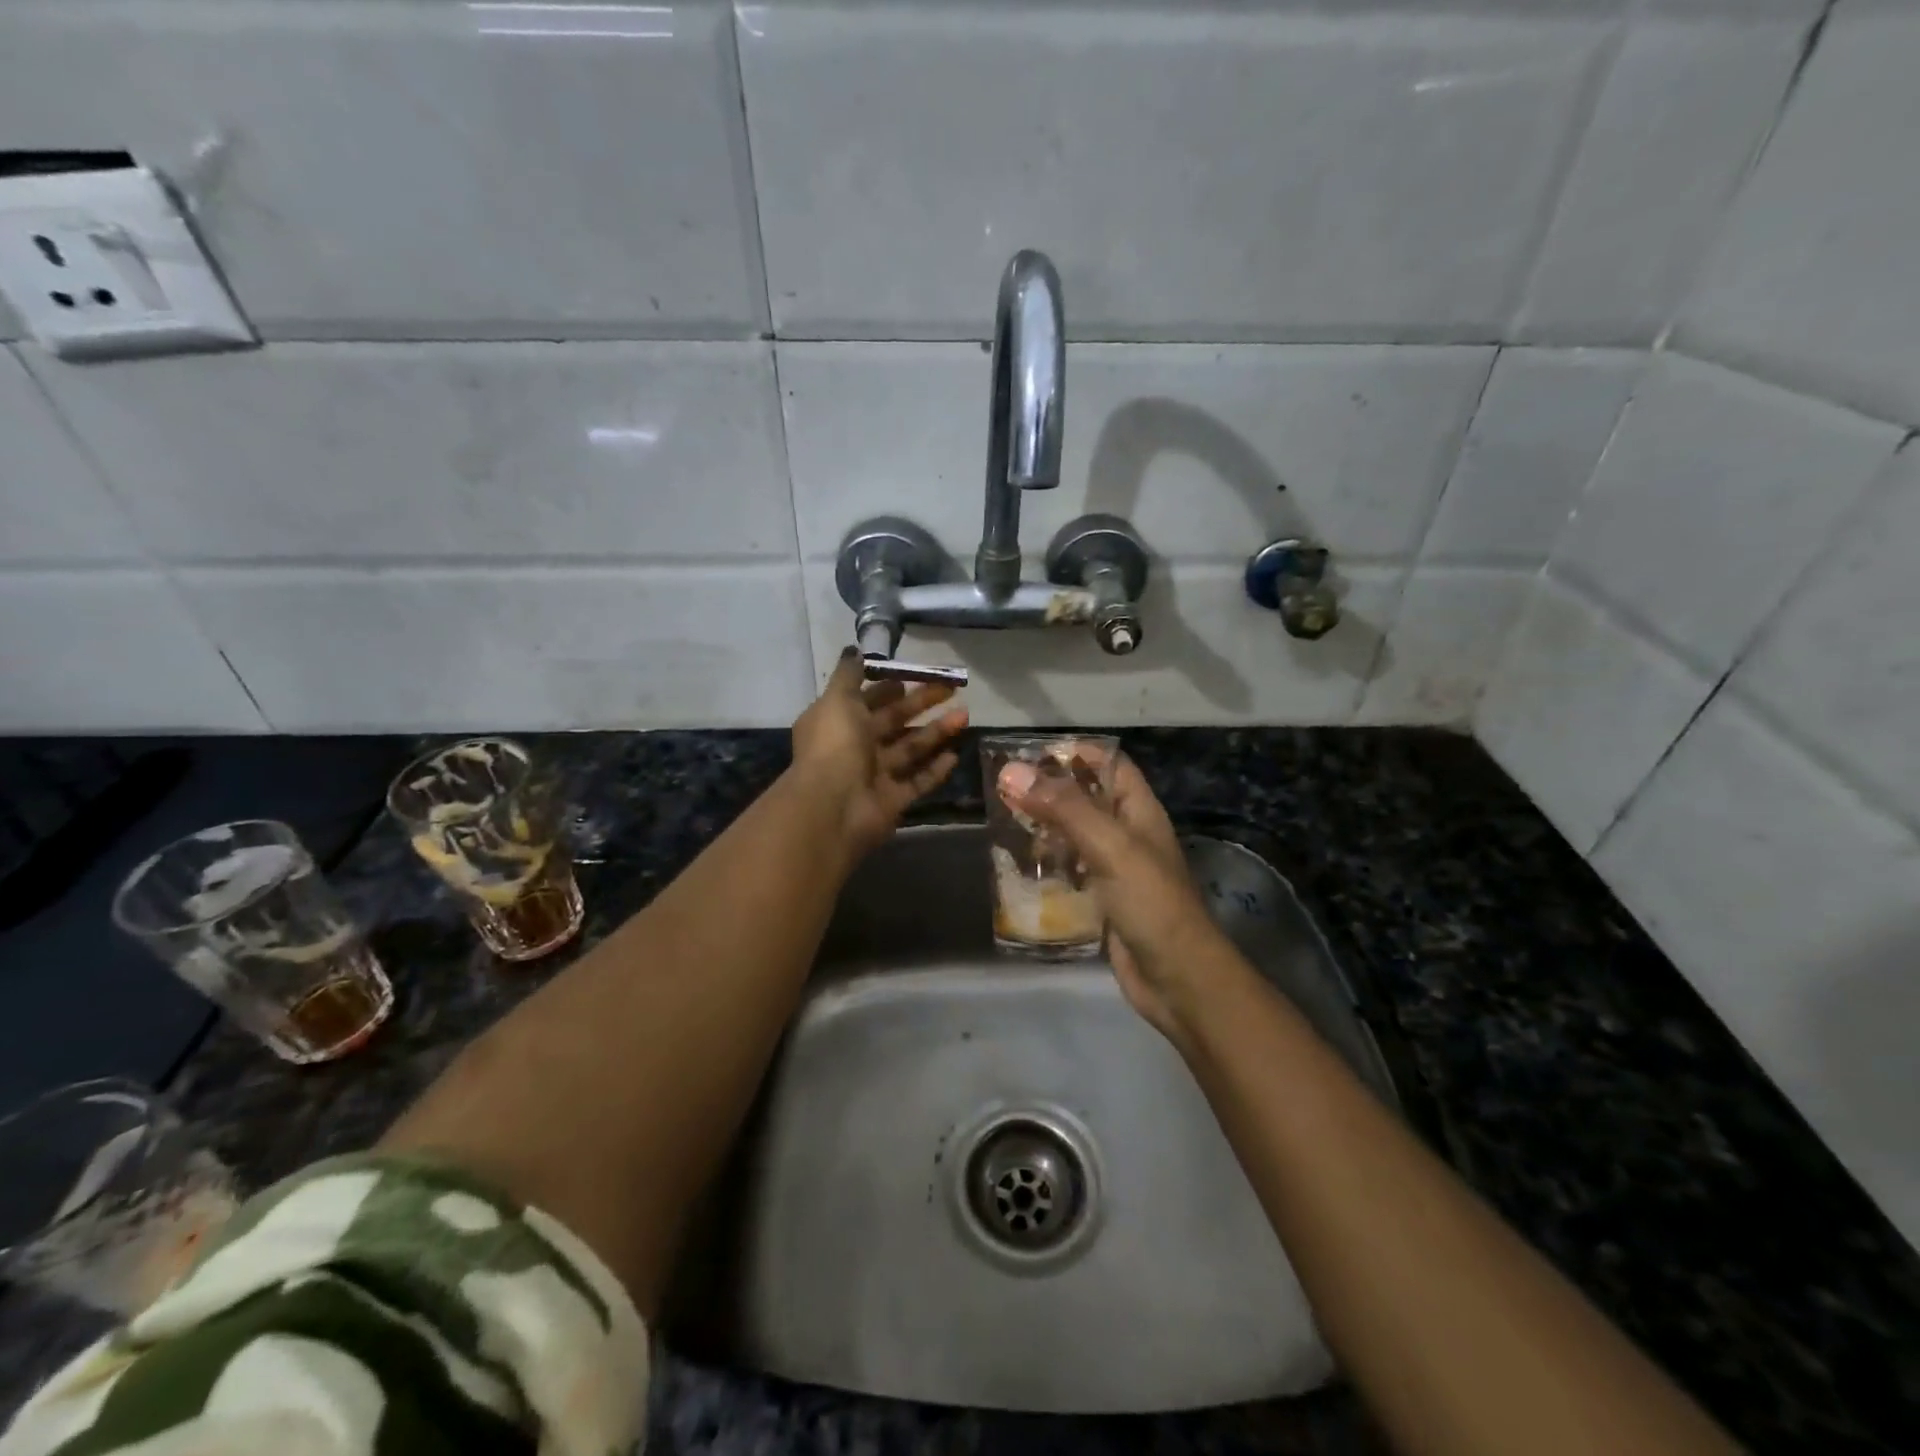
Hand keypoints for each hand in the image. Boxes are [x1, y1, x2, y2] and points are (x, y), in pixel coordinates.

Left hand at [792, 650, 969, 859]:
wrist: (833, 808)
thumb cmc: (834, 746)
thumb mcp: (837, 700)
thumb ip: (849, 675)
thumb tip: (854, 650)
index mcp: (837, 722)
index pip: (866, 700)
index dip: (888, 688)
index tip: (912, 676)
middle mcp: (854, 747)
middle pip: (894, 721)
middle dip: (921, 704)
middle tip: (952, 689)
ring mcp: (874, 775)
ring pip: (910, 749)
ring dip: (936, 732)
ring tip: (965, 716)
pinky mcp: (892, 800)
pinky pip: (918, 782)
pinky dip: (935, 770)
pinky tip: (955, 755)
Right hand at [997, 751, 1230, 1042]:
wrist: (1177, 978)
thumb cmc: (1150, 902)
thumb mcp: (1110, 846)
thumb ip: (1064, 808)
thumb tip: (1012, 770)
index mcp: (1139, 810)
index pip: (1109, 764)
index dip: (1075, 752)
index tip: (1030, 754)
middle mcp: (1127, 833)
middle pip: (1086, 798)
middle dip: (1049, 790)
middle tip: (1003, 788)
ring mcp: (1114, 868)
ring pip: (1073, 834)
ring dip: (1043, 826)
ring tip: (1002, 820)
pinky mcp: (1101, 899)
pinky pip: (1069, 870)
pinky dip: (1046, 864)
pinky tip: (1018, 865)